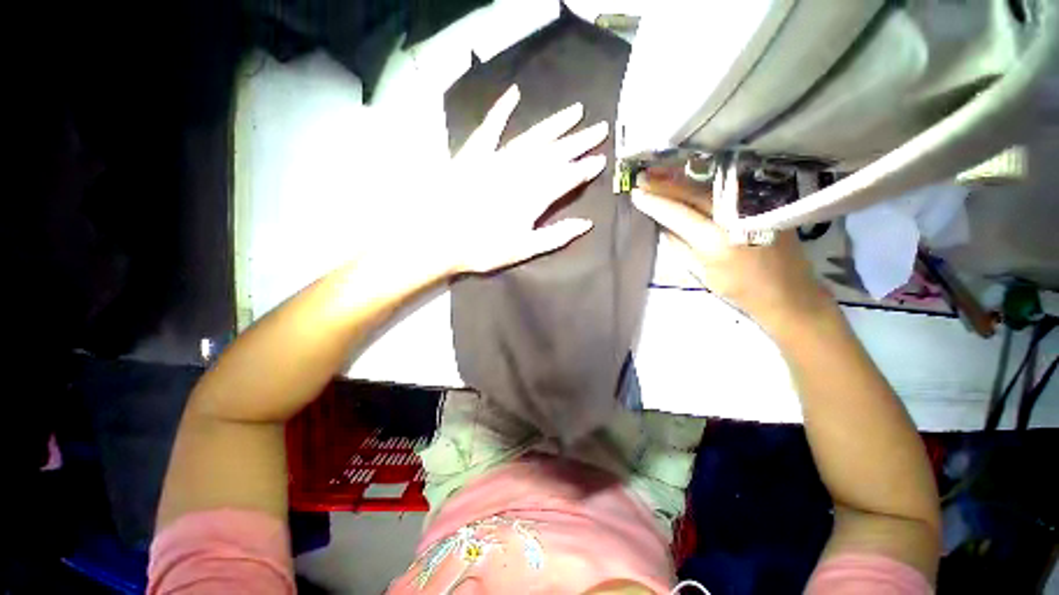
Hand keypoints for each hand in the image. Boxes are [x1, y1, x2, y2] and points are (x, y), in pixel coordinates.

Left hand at [437, 85, 608, 274]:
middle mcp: (521, 172)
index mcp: (534, 196)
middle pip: (555, 153)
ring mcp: (498, 159)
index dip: (585, 169)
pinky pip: (490, 128)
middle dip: (579, 141)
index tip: (601, 159)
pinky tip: (513, 94)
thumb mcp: (524, 249)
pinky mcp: (475, 154)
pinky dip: (501, 110)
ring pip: (533, 137)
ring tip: (575, 111)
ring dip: (555, 124)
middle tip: (600, 128)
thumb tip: (586, 225)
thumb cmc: (485, 248)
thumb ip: (556, 236)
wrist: (441, 238)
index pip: (567, 178)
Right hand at [631, 172, 829, 325]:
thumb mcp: (702, 272)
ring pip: (709, 187)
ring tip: (659, 173)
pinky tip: (688, 180)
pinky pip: (726, 190)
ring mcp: (753, 206)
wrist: (787, 292)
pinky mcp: (765, 202)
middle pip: (693, 193)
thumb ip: (680, 246)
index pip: (678, 214)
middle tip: (643, 177)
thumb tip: (663, 226)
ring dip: (682, 180)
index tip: (636, 194)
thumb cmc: (739, 289)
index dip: (656, 203)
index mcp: (716, 241)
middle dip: (665, 184)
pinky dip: (703, 185)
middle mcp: (735, 217)